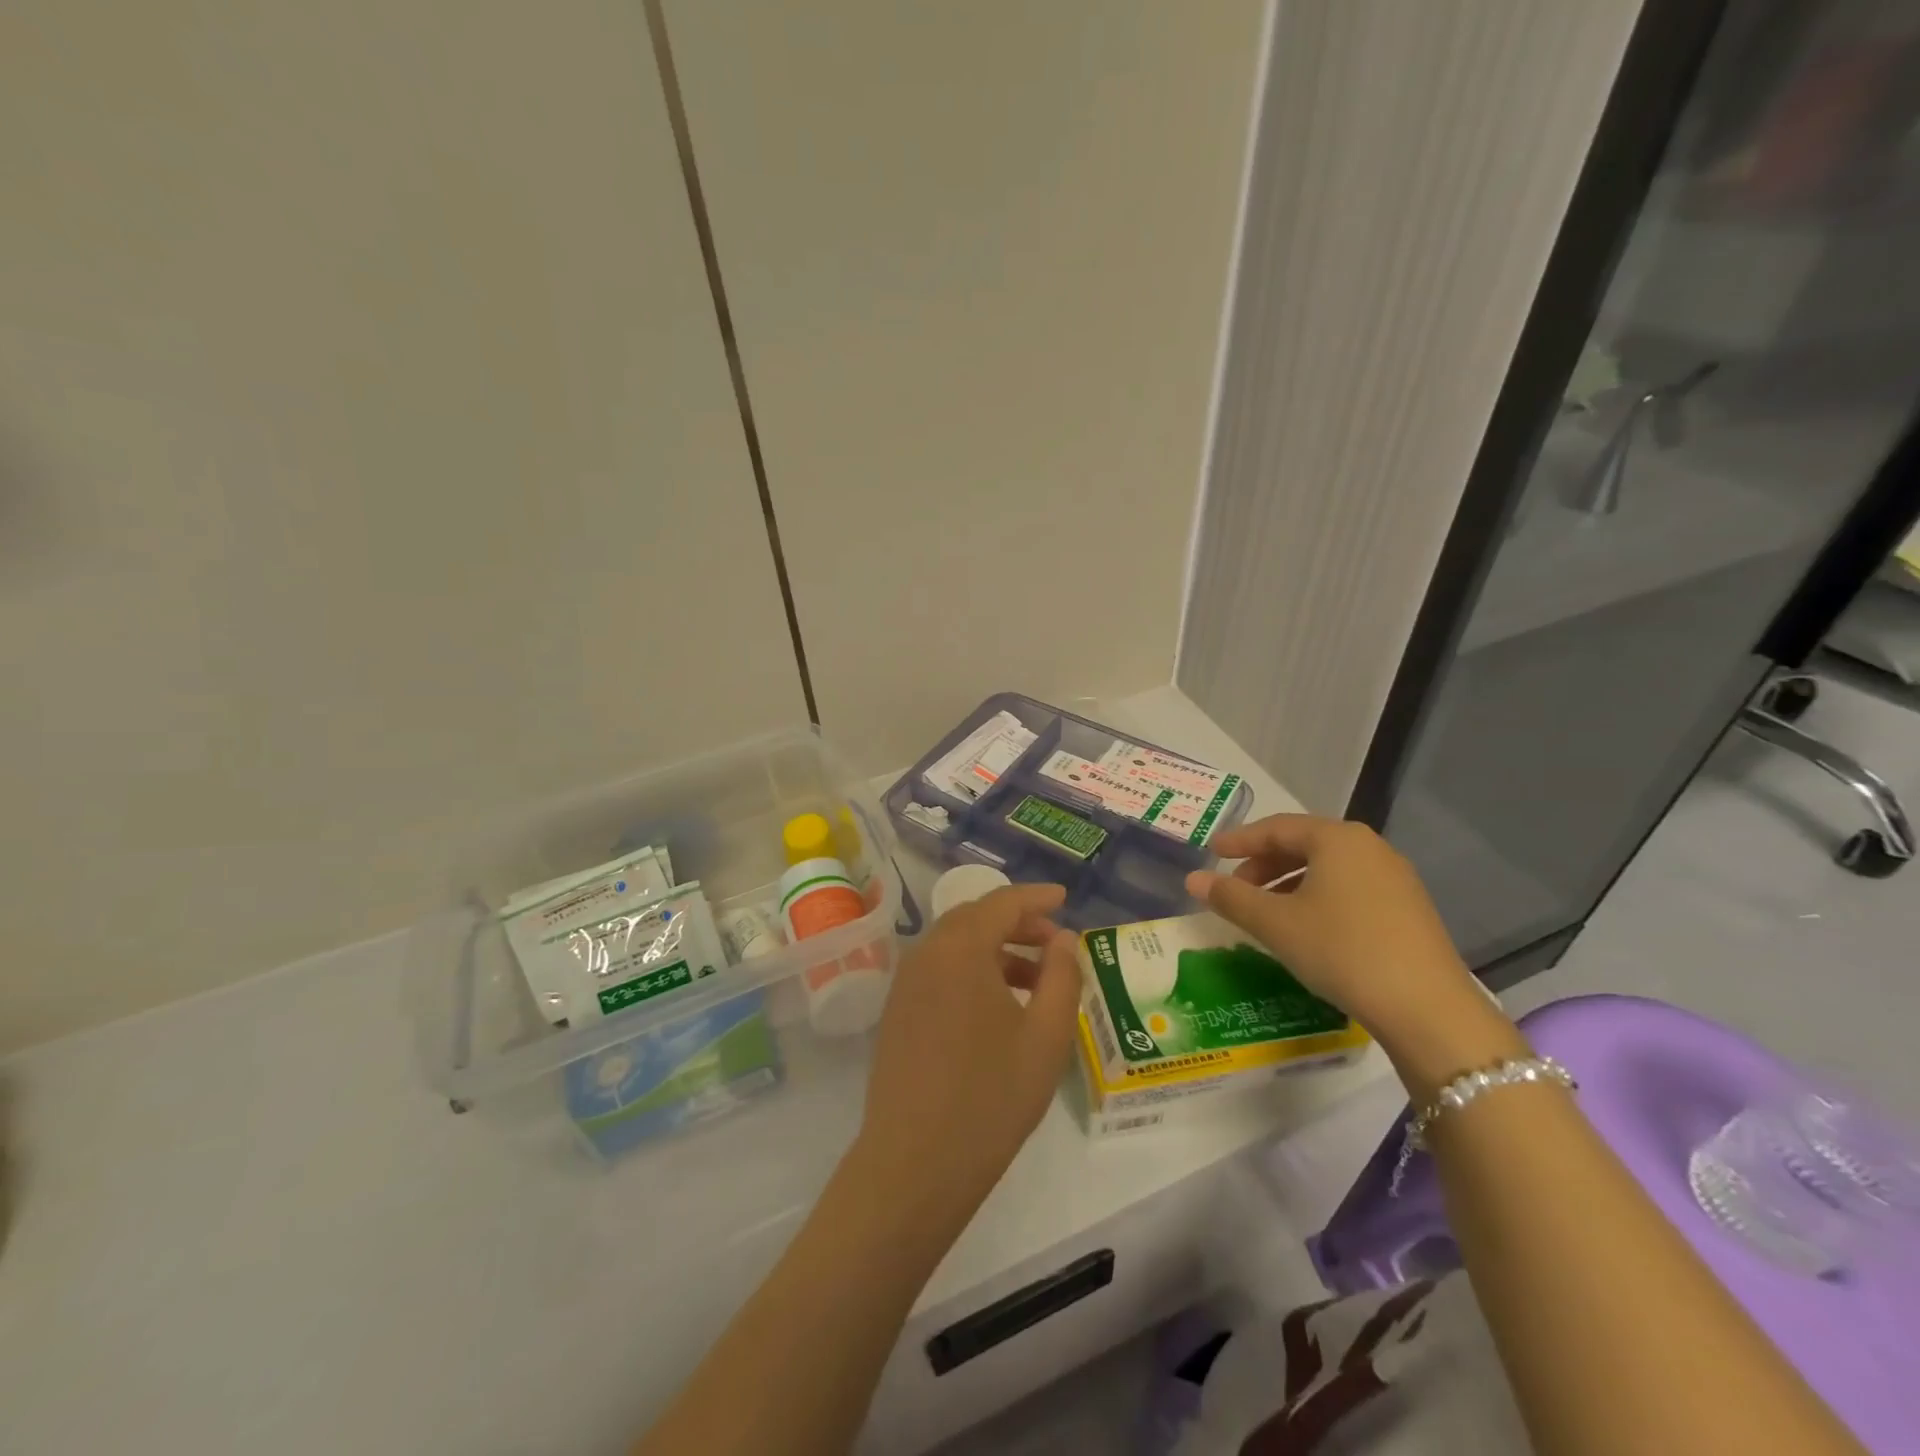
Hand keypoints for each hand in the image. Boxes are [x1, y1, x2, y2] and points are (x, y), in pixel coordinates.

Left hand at [854, 883, 1081, 1231]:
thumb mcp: (1046, 1036)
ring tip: (1036, 979)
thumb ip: (1061, 976)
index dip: (1037, 897)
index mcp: (960, 948)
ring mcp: (906, 983)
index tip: (1065, 899)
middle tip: (1055, 943)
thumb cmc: (991, 1096)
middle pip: (975, 918)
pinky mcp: (898, 1011)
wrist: (915, 1163)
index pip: (1002, 902)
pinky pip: (940, 970)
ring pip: (956, 945)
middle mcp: (926, 953)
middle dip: (1018, 922)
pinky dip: (973, 970)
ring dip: (996, 949)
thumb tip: (1064, 939)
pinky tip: (999, 1005)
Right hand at [1186, 815, 1514, 1084]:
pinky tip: (1306, 927)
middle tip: (1235, 888)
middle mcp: (1369, 847)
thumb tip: (1192, 879)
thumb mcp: (1276, 924)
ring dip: (1289, 883)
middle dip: (1263, 863)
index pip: (1276, 828)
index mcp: (1337, 839)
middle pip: (1303, 844)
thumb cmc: (1342, 951)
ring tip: (1265, 911)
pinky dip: (1317, 897)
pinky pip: (1350, 888)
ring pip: (1327, 868)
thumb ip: (1230, 897)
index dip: (1239, 840)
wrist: (1428, 1009)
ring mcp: (1394, 878)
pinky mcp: (1408, 909)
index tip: (1211, 852)